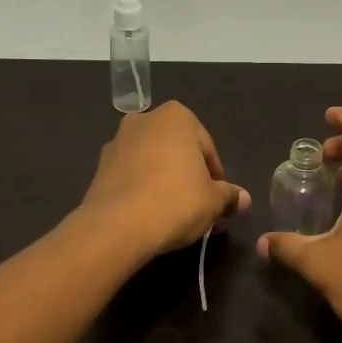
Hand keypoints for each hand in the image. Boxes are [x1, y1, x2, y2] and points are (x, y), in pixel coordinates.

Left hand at [80, 102, 249, 259]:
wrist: (117, 225)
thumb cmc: (176, 201)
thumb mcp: (213, 201)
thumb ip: (229, 195)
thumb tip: (242, 198)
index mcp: (176, 117)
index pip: (206, 147)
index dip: (215, 176)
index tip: (218, 199)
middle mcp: (144, 120)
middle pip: (176, 150)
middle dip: (188, 175)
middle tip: (199, 206)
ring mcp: (117, 142)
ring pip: (151, 161)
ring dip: (163, 180)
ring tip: (173, 213)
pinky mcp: (99, 167)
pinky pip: (130, 176)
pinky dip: (141, 189)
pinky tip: (149, 214)